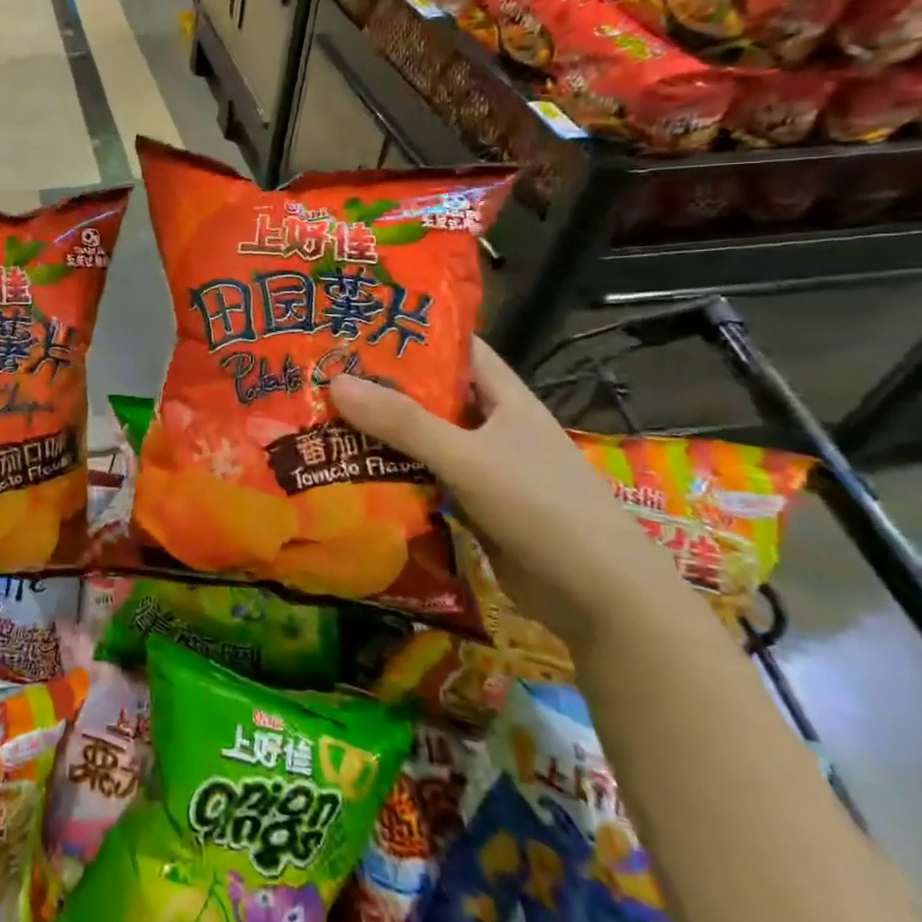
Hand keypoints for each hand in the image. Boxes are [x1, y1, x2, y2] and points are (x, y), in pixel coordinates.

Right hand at [329, 339, 679, 648]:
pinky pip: (423, 479)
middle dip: (382, 385)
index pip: (458, 349)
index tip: (361, 323)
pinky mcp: (472, 506)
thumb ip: (403, 422)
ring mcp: (483, 468)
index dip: (414, 332)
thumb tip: (335, 381)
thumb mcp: (468, 457)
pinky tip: (349, 470)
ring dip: (381, 433)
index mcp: (504, 398)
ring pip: (423, 440)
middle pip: (431, 395)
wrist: (600, 599)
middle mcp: (492, 427)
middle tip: (322, 371)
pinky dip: (391, 474)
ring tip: (321, 416)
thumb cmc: (543, 507)